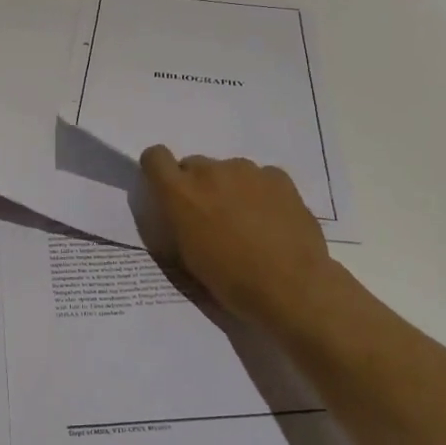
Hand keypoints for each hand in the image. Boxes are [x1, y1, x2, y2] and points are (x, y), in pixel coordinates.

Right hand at [138, 147, 340, 329]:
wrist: (291, 287)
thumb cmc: (231, 280)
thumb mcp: (187, 256)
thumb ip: (179, 220)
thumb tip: (181, 210)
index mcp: (181, 193)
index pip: (155, 157)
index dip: (159, 170)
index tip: (168, 190)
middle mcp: (210, 171)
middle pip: (194, 166)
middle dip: (198, 187)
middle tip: (213, 219)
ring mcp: (247, 170)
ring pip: (228, 171)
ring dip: (230, 189)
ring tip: (248, 223)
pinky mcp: (277, 176)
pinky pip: (259, 178)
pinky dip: (260, 193)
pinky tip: (272, 221)